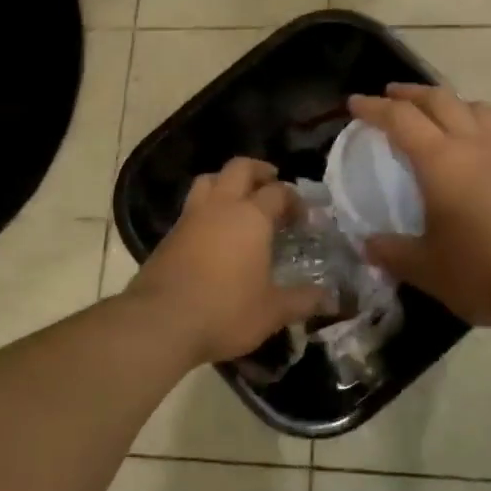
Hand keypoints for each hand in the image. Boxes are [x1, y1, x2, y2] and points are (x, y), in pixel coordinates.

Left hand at [127, 157, 327, 364]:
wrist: (160, 322)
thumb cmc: (225, 311)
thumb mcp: (272, 311)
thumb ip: (302, 300)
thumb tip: (330, 299)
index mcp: (251, 216)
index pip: (278, 192)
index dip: (294, 199)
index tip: (303, 217)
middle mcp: (220, 206)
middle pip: (239, 169)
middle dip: (259, 171)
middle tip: (271, 183)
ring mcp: (190, 217)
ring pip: (208, 180)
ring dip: (226, 182)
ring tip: (239, 200)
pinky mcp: (169, 235)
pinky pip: (192, 207)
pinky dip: (207, 208)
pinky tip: (213, 232)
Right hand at [347, 84, 490, 331]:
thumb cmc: (483, 273)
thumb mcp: (426, 268)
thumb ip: (392, 252)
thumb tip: (368, 245)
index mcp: (441, 162)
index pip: (400, 119)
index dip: (374, 107)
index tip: (354, 103)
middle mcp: (474, 146)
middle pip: (440, 99)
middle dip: (410, 93)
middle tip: (390, 95)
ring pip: (475, 108)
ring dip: (449, 103)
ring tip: (436, 116)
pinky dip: (476, 129)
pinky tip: (474, 157)